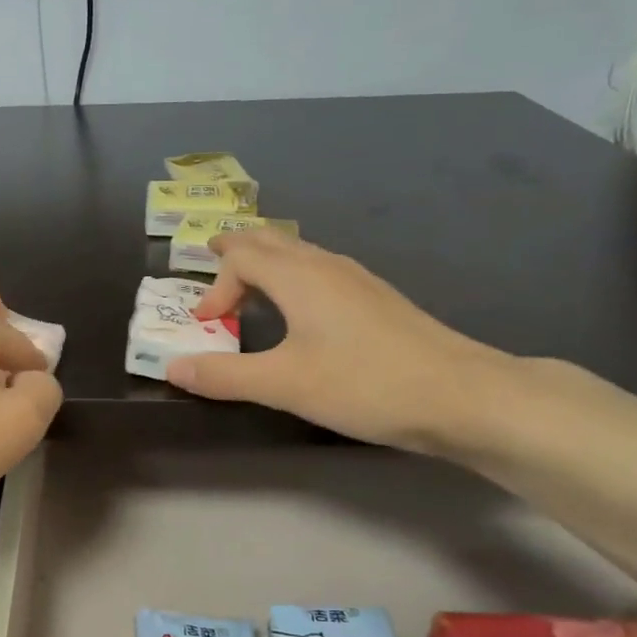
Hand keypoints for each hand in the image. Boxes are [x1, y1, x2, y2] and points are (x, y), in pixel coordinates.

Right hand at [166, 230, 512, 453]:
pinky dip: (293, 277)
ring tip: (251, 286)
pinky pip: (320, 270)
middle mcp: (326, 266)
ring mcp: (357, 280)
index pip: (241, 255)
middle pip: (271, 240)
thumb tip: (172, 367)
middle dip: (237, 250)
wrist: (464, 396)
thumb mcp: (284, 384)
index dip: (215, 285)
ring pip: (299, 253)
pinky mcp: (377, 300)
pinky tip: (302, 311)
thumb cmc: (366, 383)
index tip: (208, 324)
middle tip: (213, 261)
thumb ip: (224, 376)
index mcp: (299, 276)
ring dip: (266, 262)